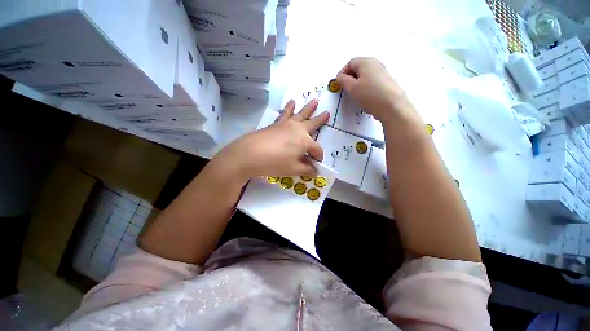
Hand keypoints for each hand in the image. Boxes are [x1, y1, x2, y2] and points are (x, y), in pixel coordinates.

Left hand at [216, 99, 329, 180]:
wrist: (250, 154)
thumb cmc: (275, 163)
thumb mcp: (293, 169)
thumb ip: (307, 170)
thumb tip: (315, 171)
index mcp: (305, 141)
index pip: (317, 149)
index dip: (318, 157)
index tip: (316, 165)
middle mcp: (298, 129)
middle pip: (312, 124)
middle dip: (320, 120)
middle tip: (327, 113)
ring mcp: (286, 125)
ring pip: (300, 114)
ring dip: (308, 108)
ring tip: (314, 100)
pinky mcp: (276, 124)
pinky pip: (285, 114)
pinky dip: (289, 108)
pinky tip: (291, 102)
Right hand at [336, 57, 416, 122]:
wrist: (391, 106)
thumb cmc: (369, 95)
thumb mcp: (351, 88)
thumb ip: (342, 80)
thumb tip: (339, 77)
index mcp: (366, 62)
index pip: (350, 63)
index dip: (342, 73)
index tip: (338, 84)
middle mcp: (375, 64)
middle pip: (358, 69)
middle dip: (349, 79)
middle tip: (345, 90)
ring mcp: (382, 73)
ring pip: (364, 76)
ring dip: (357, 85)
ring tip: (354, 95)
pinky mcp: (385, 83)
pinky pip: (371, 82)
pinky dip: (365, 88)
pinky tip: (364, 98)